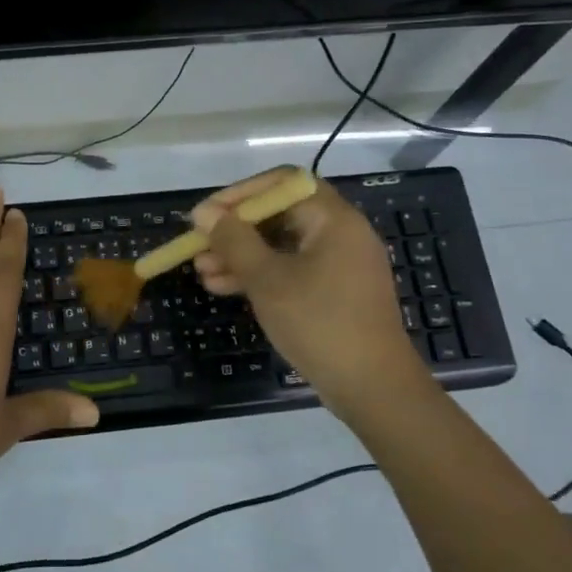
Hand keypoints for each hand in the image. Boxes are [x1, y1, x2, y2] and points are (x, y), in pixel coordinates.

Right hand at [190, 166, 427, 421]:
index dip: (239, 194)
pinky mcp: (334, 292)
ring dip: (241, 255)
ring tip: (202, 272)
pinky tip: (224, 288)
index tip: (206, 214)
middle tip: (198, 245)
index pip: (281, 183)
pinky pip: (291, 270)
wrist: (373, 388)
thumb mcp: (267, 279)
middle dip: (235, 229)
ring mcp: (339, 264)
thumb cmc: (319, 323)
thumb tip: (203, 212)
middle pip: (279, 215)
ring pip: (281, 246)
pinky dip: (260, 275)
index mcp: (333, 219)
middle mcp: (340, 233)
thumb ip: (233, 241)